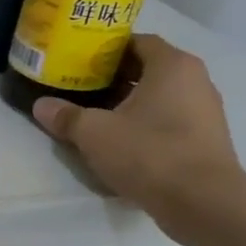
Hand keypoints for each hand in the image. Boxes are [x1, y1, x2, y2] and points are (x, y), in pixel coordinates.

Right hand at [32, 35, 245, 245]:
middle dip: (113, 76)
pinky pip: (168, 121)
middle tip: (78, 85)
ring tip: (94, 114)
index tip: (78, 59)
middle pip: (147, 68)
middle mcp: (195, 81)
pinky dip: (144, 124)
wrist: (204, 204)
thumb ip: (66, 116)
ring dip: (128, 103)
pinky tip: (119, 141)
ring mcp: (204, 112)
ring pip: (158, 97)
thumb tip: (41, 106)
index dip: (106, 48)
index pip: (136, 41)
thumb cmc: (149, 153)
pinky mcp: (205, 141)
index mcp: (172, 66)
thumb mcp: (94, 133)